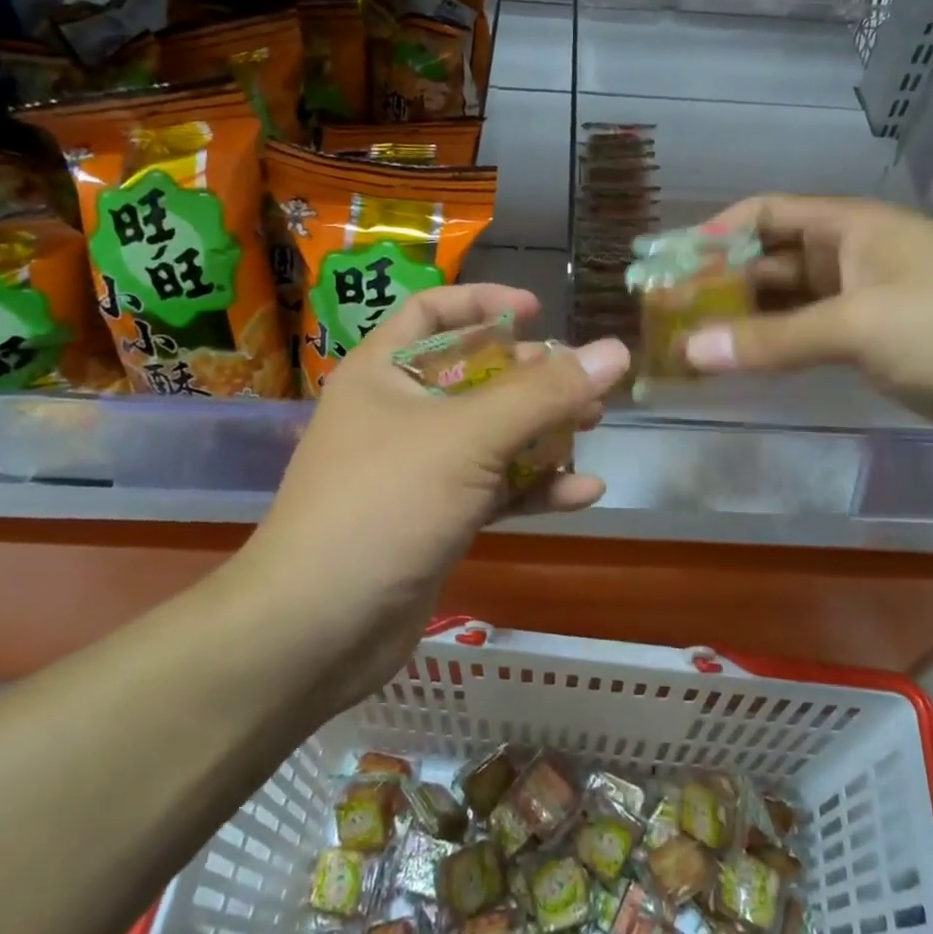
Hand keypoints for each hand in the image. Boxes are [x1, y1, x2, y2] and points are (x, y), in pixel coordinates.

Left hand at [240, 285, 630, 708]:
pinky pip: (493, 488)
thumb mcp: (468, 438)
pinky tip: (584, 492)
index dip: (483, 303)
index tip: (538, 312)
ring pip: (491, 435)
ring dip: (543, 431)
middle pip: (474, 374)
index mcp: (383, 373)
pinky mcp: (436, 519)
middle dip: (532, 377)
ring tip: (595, 426)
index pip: (431, 312)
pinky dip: (534, 487)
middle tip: (584, 382)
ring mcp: (418, 469)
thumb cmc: (385, 505)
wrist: (317, 630)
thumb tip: (615, 351)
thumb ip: (544, 394)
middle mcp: (398, 413)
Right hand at [683, 196, 932, 453]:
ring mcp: (866, 302)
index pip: (767, 213)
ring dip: (743, 321)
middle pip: (770, 260)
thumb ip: (774, 341)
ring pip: (788, 304)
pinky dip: (775, 349)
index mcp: (852, 227)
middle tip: (667, 316)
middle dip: (720, 284)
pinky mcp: (878, 344)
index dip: (714, 232)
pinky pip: (810, 338)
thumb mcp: (861, 327)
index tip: (666, 264)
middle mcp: (853, 256)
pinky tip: (742, 367)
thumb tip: (690, 350)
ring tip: (691, 345)